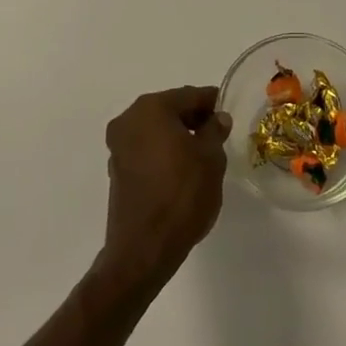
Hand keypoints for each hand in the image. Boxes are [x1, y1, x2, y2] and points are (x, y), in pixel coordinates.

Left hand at [94, 86, 231, 296]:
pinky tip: (181, 169)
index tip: (228, 111)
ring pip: (155, 130)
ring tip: (202, 152)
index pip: (189, 95)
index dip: (212, 102)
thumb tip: (217, 119)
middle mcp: (129, 120)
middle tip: (218, 132)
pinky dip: (163, 152)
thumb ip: (215, 131)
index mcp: (151, 108)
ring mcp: (119, 146)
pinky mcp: (117, 170)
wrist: (144, 249)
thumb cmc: (182, 195)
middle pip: (169, 109)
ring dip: (177, 135)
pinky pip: (146, 150)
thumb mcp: (211, 158)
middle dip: (193, 118)